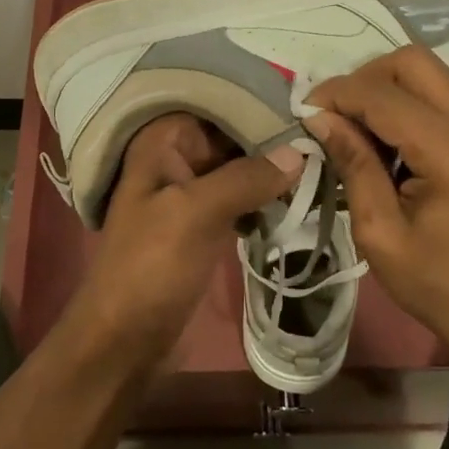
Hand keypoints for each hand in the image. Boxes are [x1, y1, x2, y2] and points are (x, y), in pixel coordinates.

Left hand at [68, 113, 301, 367]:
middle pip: (232, 138)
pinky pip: (239, 201)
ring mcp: (189, 194)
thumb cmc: (151, 267)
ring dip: (273, 173)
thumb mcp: (196, 213)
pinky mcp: (202, 226)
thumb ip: (246, 178)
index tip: (308, 112)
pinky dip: (263, 201)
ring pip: (239, 170)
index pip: (218, 106)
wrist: (124, 343)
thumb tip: (300, 152)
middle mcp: (174, 159)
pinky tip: (296, 204)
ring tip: (320, 170)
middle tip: (325, 142)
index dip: (260, 107)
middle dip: (273, 141)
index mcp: (163, 143)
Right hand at [304, 47, 448, 390]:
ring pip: (432, 72)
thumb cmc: (443, 289)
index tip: (305, 110)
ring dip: (388, 88)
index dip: (336, 94)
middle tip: (336, 114)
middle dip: (365, 78)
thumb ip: (353, 165)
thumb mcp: (381, 235)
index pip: (383, 95)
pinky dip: (413, 103)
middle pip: (413, 61)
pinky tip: (394, 142)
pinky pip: (447, 95)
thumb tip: (320, 117)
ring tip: (360, 128)